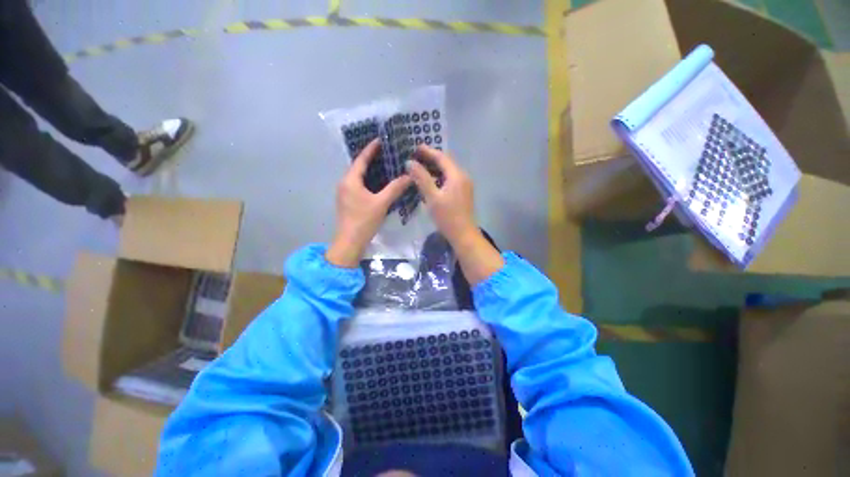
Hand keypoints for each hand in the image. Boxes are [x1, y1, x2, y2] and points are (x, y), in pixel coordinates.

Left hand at [326, 139, 411, 267]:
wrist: (350, 242)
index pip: (361, 159)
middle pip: (358, 167)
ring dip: (371, 170)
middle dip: (372, 159)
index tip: (381, 139)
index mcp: (350, 180)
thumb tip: (409, 176)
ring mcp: (345, 193)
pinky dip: (369, 181)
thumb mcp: (381, 203)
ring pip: (359, 177)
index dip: (371, 149)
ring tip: (386, 165)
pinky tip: (380, 184)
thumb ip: (395, 188)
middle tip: (387, 152)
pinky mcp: (348, 202)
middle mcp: (345, 183)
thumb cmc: (364, 221)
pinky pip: (359, 186)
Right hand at [406, 146, 476, 244]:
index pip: (442, 157)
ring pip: (448, 171)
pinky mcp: (463, 193)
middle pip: (446, 162)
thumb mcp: (432, 197)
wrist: (463, 235)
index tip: (414, 147)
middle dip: (431, 158)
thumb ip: (421, 178)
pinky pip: (450, 179)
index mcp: (457, 175)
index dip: (428, 151)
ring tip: (419, 167)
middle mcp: (463, 177)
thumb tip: (410, 162)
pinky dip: (439, 177)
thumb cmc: (447, 217)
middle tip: (415, 156)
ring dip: (435, 168)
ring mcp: (464, 185)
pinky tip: (430, 181)